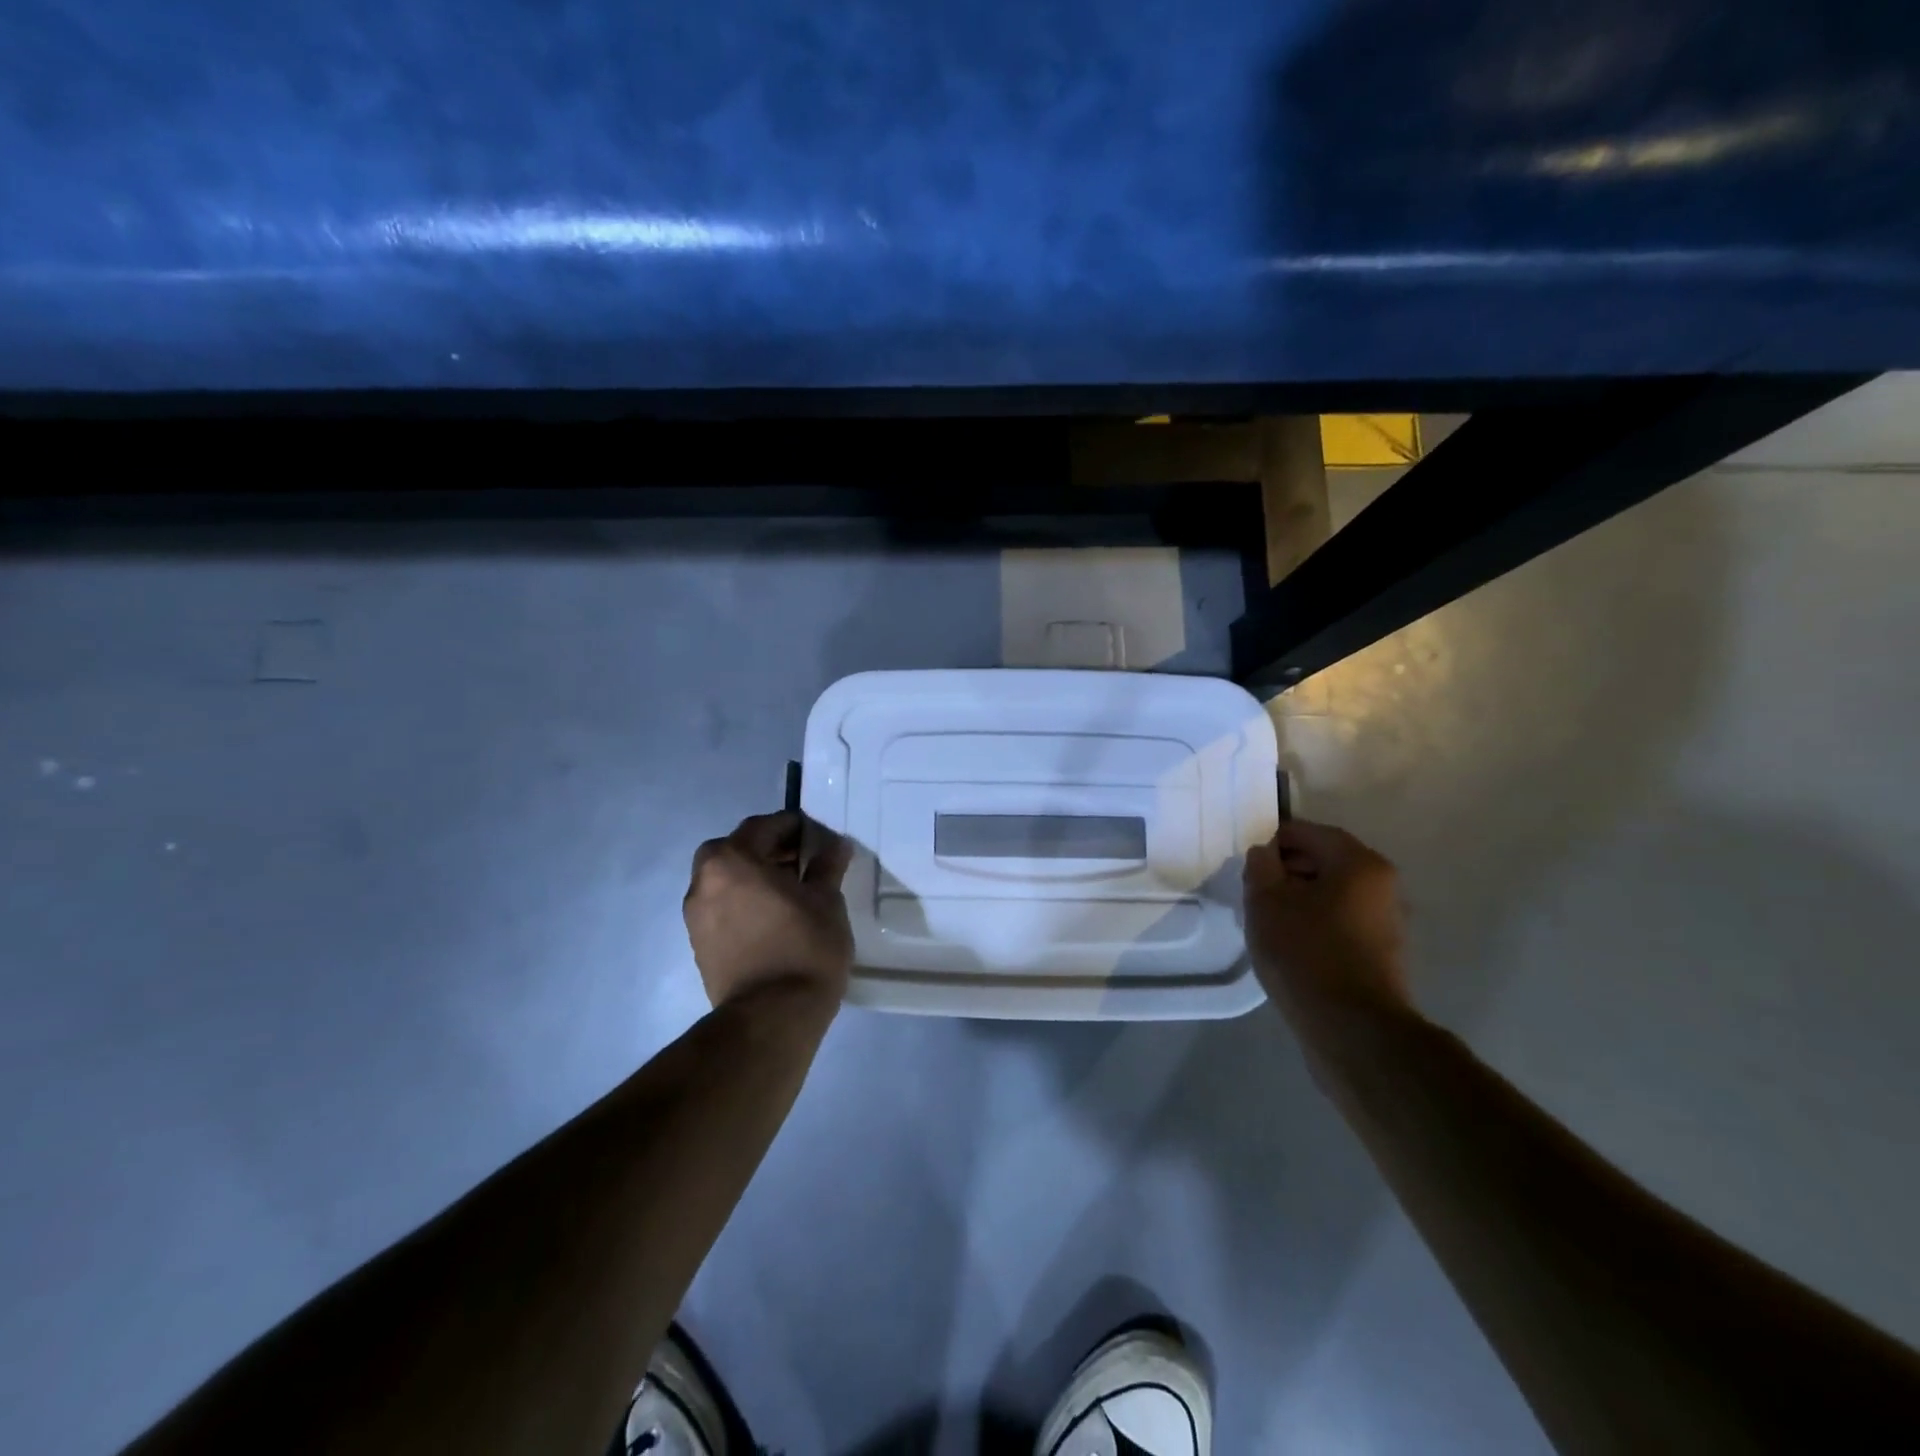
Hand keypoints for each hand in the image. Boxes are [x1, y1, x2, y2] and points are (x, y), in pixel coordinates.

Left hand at [684, 812, 855, 1010]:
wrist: (772, 1017)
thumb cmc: (804, 947)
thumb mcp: (827, 900)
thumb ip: (827, 865)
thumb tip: (834, 845)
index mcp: (731, 860)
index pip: (763, 827)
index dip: (793, 826)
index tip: (818, 836)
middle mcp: (703, 881)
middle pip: (736, 849)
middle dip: (769, 849)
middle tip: (802, 860)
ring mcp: (696, 915)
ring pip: (726, 879)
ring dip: (754, 875)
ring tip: (791, 890)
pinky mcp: (699, 944)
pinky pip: (722, 906)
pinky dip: (744, 900)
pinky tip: (774, 916)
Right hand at [1244, 819, 1409, 1027]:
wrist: (1351, 1028)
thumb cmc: (1305, 951)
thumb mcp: (1266, 900)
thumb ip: (1261, 866)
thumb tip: (1265, 853)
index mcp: (1360, 863)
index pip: (1310, 832)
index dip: (1274, 839)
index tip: (1249, 858)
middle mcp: (1383, 885)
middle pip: (1326, 861)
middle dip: (1287, 869)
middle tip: (1254, 888)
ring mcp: (1387, 921)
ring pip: (1333, 893)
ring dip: (1300, 898)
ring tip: (1268, 918)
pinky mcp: (1382, 953)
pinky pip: (1341, 921)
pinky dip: (1315, 921)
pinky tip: (1291, 943)